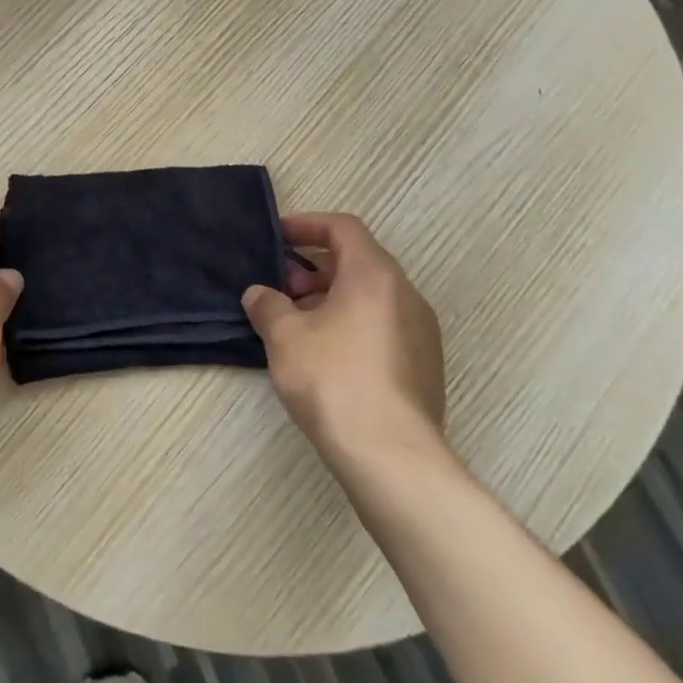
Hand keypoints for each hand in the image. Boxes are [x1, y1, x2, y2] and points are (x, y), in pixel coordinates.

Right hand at [242, 213, 445, 464]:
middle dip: (315, 269)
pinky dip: (352, 324)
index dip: (307, 225)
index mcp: (374, 275)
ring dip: (331, 299)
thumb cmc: (333, 380)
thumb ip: (267, 305)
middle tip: (282, 290)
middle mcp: (406, 294)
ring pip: (370, 297)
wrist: (391, 456)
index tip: (277, 239)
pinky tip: (325, 357)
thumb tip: (259, 294)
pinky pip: (383, 326)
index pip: (343, 227)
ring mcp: (421, 332)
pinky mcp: (424, 366)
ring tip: (298, 326)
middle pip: (358, 261)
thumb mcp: (285, 337)